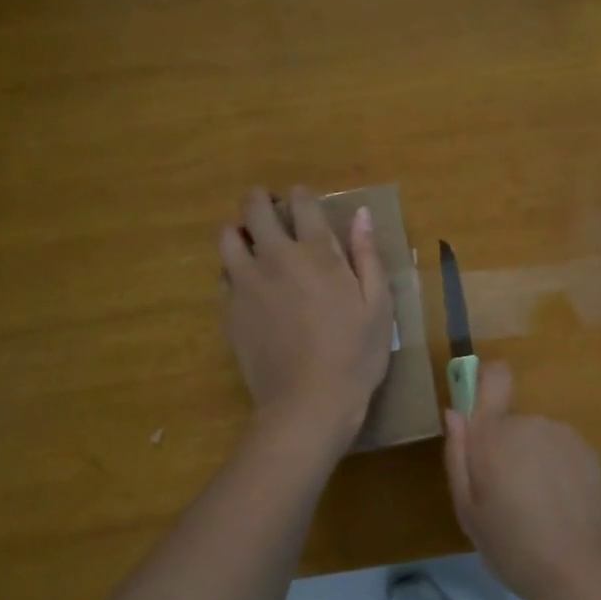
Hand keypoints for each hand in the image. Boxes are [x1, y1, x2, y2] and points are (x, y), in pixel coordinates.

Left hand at [220, 186, 392, 444]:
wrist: (308, 403)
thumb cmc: (355, 355)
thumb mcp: (378, 306)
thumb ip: (367, 256)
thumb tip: (361, 214)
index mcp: (316, 253)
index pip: (302, 204)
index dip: (302, 196)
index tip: (304, 200)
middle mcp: (275, 258)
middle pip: (255, 209)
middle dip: (261, 200)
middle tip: (271, 208)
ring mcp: (246, 283)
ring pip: (228, 236)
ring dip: (241, 230)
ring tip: (253, 241)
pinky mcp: (230, 310)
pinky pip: (222, 274)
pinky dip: (232, 267)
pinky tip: (247, 282)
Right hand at [443, 360, 600, 599]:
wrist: (580, 571)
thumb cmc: (512, 545)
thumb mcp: (468, 510)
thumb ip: (457, 455)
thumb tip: (454, 413)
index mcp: (495, 433)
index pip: (494, 376)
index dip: (486, 381)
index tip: (480, 412)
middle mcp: (530, 422)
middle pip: (509, 422)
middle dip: (504, 448)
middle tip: (505, 494)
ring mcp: (563, 435)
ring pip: (535, 437)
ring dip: (531, 459)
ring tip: (535, 505)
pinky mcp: (588, 451)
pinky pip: (559, 450)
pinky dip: (556, 469)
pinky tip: (559, 505)